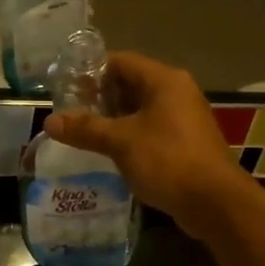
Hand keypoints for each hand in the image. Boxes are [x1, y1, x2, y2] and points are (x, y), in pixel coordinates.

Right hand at [45, 52, 250, 239]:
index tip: (67, 89)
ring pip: (141, 109)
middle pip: (131, 84)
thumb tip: (49, 122)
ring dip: (114, 119)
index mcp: (164, 81)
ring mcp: (184, 118)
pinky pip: (151, 128)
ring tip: (84, 133)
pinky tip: (110, 151)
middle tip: (71, 113)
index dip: (91, 72)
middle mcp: (177, 92)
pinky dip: (130, 135)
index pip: (120, 62)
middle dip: (100, 98)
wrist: (215, 203)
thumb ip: (85, 129)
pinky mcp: (186, 142)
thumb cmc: (167, 160)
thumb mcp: (120, 142)